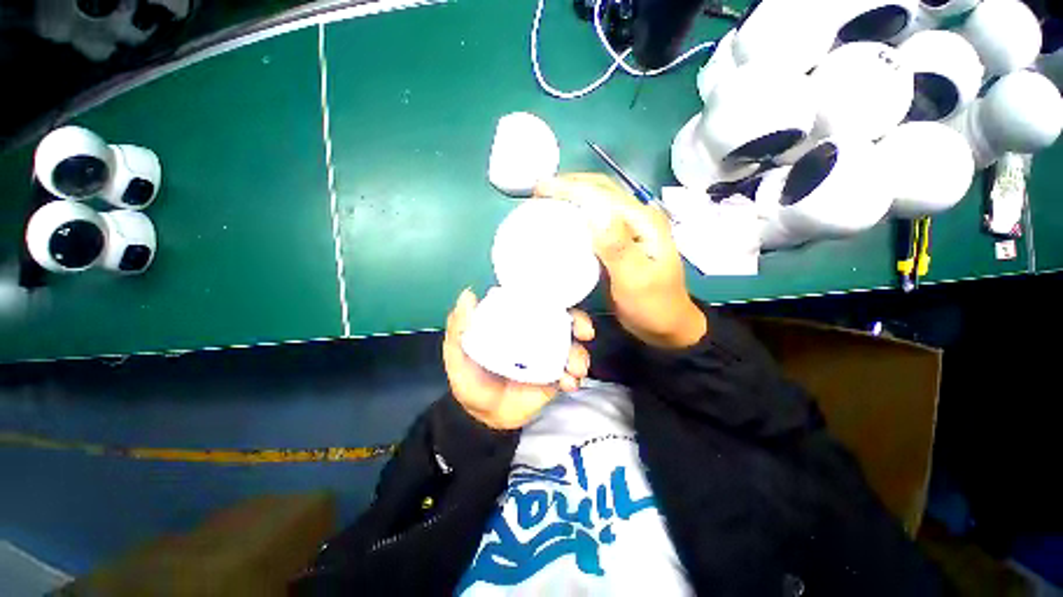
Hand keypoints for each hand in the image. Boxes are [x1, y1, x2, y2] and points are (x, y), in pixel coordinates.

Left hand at [443, 289, 595, 429]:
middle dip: (580, 324)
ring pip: (572, 349)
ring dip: (580, 355)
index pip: (537, 304)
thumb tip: (468, 294)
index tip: (564, 304)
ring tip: (574, 368)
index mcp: (514, 325)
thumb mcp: (457, 353)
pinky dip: (575, 377)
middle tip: (585, 332)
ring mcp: (546, 360)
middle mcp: (534, 338)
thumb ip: (459, 327)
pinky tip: (569, 383)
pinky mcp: (554, 381)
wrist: (481, 417)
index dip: (555, 300)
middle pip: (564, 323)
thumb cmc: (468, 379)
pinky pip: (571, 375)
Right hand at [535, 173, 706, 348]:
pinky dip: (579, 209)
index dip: (570, 187)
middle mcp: (640, 216)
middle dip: (569, 184)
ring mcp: (634, 225)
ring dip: (573, 194)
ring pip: (599, 198)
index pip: (602, 194)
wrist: (670, 327)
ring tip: (545, 199)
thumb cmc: (653, 307)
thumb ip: (617, 247)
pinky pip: (599, 214)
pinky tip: (563, 215)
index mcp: (644, 221)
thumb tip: (594, 213)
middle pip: (601, 188)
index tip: (539, 189)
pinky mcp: (626, 238)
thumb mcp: (635, 280)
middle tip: (537, 192)